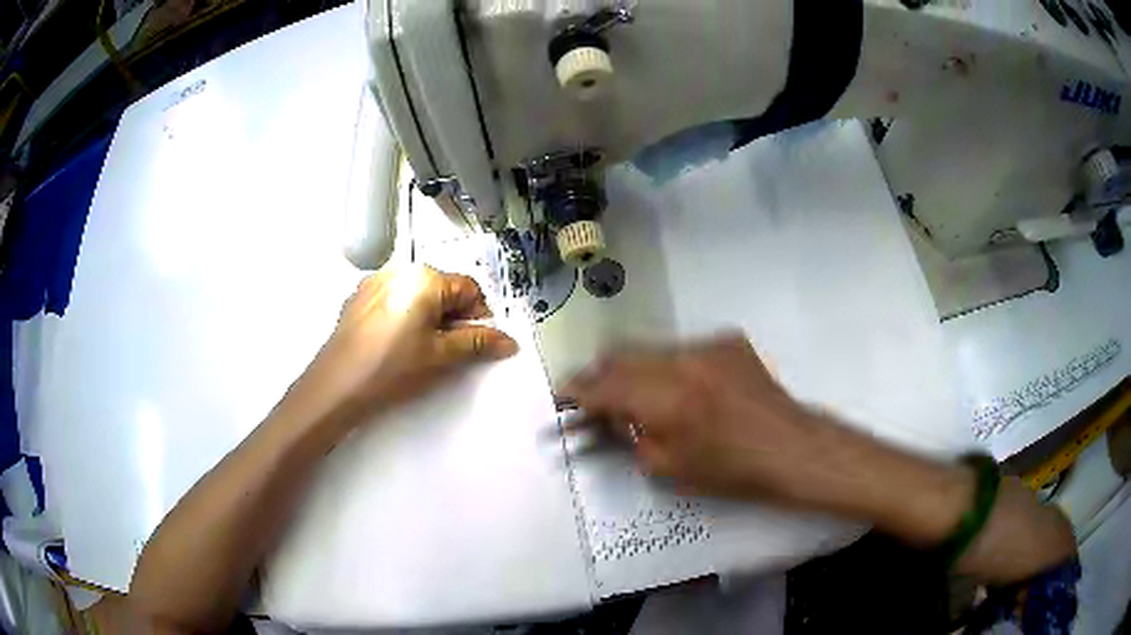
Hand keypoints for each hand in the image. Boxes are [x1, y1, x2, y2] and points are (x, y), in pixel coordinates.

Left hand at [284, 264, 517, 428]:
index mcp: (424, 277)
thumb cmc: (391, 368)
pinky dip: (405, 316)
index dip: (479, 316)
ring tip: (421, 350)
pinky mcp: (358, 297)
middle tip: (448, 351)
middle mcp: (399, 269)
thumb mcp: (440, 356)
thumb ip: (477, 343)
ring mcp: (375, 281)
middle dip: (453, 316)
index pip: (469, 288)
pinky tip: (395, 345)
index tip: (476, 344)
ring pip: (418, 294)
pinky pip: (394, 299)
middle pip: (443, 288)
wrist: (335, 386)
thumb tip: (509, 341)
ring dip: (429, 317)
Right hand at [562, 333, 840, 505]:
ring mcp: (708, 345)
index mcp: (665, 399)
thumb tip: (606, 416)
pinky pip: (683, 349)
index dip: (576, 389)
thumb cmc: (730, 471)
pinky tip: (685, 389)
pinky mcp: (727, 340)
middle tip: (595, 395)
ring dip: (637, 369)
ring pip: (651, 348)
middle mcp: (682, 361)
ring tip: (641, 395)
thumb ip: (629, 436)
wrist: (790, 448)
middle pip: (621, 354)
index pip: (603, 385)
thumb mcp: (669, 468)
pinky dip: (670, 367)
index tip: (562, 395)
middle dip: (601, 374)